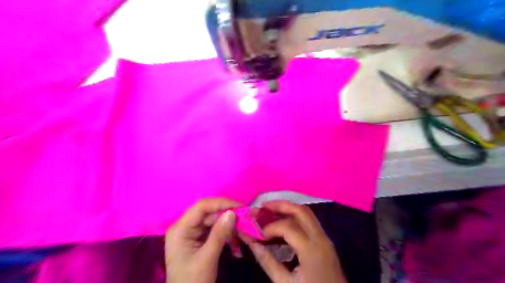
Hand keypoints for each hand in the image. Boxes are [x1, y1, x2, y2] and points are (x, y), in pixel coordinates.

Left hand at [166, 197, 240, 282]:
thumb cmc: (192, 282)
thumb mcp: (207, 258)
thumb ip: (219, 234)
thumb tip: (232, 212)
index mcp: (180, 229)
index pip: (202, 207)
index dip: (222, 203)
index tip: (241, 207)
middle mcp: (185, 226)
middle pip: (208, 212)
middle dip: (227, 214)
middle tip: (246, 218)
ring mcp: (192, 233)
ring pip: (213, 220)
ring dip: (229, 225)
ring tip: (243, 230)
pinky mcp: (198, 239)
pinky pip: (214, 230)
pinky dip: (226, 233)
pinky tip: (236, 240)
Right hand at [243, 200, 347, 282]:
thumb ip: (268, 262)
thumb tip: (253, 244)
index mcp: (311, 250)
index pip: (288, 227)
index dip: (270, 227)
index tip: (259, 235)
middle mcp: (320, 238)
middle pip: (301, 211)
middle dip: (281, 205)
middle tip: (263, 206)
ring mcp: (325, 238)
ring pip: (307, 213)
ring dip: (289, 208)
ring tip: (271, 209)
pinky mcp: (326, 241)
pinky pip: (310, 221)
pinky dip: (296, 216)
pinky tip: (284, 221)